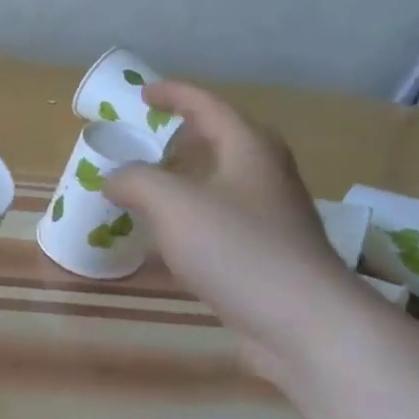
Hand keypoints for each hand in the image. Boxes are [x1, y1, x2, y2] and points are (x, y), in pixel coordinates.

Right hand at [107, 81, 377, 382]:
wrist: (305, 325)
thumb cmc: (238, 248)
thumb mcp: (172, 204)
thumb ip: (136, 181)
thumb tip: (113, 178)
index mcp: (249, 149)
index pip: (208, 105)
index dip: (174, 94)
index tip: (143, 93)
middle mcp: (266, 176)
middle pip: (224, 140)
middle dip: (186, 134)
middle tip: (150, 138)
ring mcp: (271, 218)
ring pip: (223, 183)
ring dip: (188, 178)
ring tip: (151, 186)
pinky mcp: (268, 256)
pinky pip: (222, 221)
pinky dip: (192, 217)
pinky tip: (170, 239)